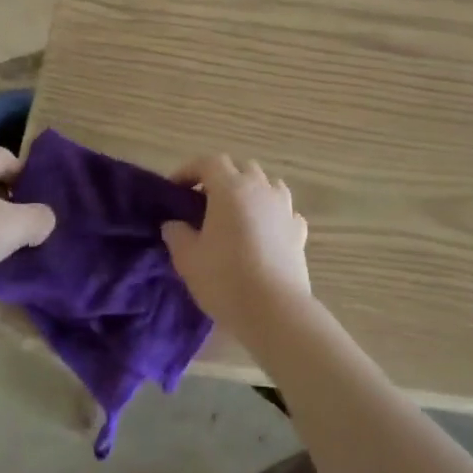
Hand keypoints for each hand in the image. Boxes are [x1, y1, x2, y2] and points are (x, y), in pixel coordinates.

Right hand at [161, 155, 311, 345]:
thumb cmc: (225, 279)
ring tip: (236, 215)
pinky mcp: (299, 230)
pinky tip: (263, 232)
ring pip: (267, 184)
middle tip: (204, 202)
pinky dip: (271, 214)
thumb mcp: (187, 258)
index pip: (209, 162)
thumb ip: (176, 233)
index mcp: (231, 188)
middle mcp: (260, 189)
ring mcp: (284, 208)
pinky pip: (283, 210)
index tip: (175, 189)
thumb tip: (174, 223)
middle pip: (241, 168)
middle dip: (221, 178)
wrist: (274, 310)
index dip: (189, 170)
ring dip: (250, 192)